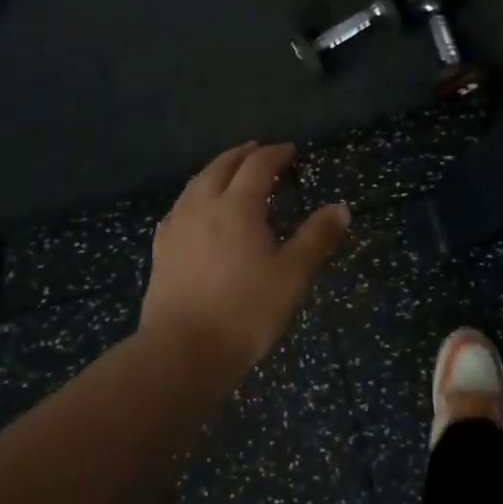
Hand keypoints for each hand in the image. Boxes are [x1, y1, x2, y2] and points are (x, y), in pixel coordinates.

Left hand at [141, 141, 350, 374]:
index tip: (290, 150)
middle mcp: (203, 206)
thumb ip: (316, 238)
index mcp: (238, 207)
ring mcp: (177, 227)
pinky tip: (196, 210)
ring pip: (196, 184)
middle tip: (259, 151)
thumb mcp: (292, 276)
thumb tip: (340, 208)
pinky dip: (195, 196)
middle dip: (242, 155)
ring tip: (229, 173)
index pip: (258, 166)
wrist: (182, 353)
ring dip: (216, 171)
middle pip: (221, 167)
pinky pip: (180, 208)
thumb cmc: (245, 312)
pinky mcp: (161, 250)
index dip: (275, 154)